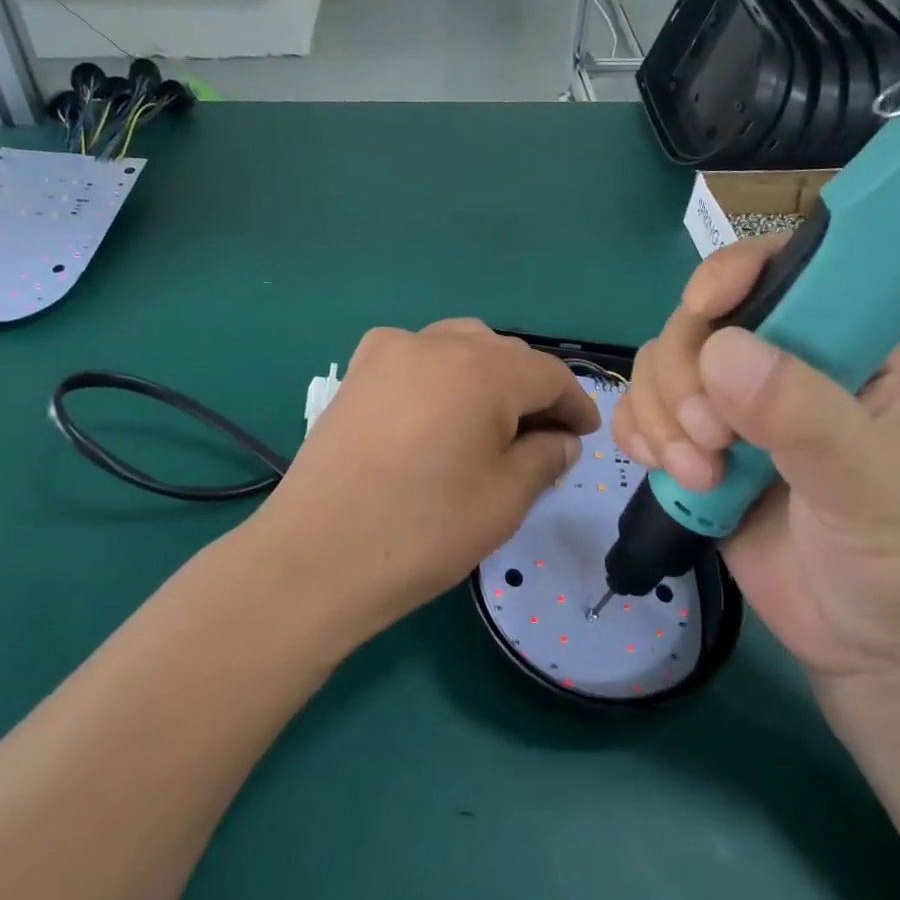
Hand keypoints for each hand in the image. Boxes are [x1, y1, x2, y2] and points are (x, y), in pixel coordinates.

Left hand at [248, 320, 599, 646]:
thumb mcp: (503, 500)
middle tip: (542, 438)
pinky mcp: (357, 370)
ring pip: (459, 345)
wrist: (315, 556)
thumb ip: (544, 458)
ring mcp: (389, 350)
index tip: (583, 436)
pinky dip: (441, 372)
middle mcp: (436, 342)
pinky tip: (437, 409)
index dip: (574, 404)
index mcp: (481, 369)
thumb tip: (561, 439)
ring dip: (487, 375)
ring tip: (492, 422)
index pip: (548, 374)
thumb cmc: (422, 532)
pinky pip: (416, 354)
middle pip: (504, 354)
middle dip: (531, 391)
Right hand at [612, 237, 899, 726]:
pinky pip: (641, 412)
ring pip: (661, 366)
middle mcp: (784, 365)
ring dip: (661, 416)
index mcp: (846, 348)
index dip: (736, 272)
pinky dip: (639, 434)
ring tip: (698, 475)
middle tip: (713, 443)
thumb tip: (721, 351)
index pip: (786, 270)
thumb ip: (804, 418)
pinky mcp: (698, 449)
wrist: (874, 655)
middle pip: (699, 322)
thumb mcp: (867, 490)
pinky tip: (665, 470)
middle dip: (686, 378)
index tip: (704, 306)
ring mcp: (735, 409)